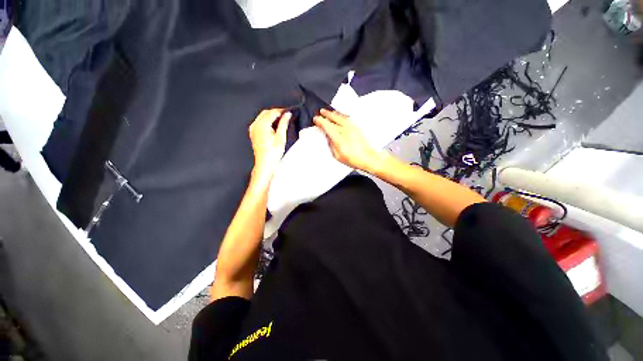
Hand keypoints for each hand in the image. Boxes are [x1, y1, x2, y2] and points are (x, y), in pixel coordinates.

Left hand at [249, 109, 290, 183]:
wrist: (265, 163)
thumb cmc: (273, 153)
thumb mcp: (281, 137)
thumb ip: (284, 123)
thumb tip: (287, 114)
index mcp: (262, 125)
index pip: (272, 112)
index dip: (281, 111)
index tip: (288, 112)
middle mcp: (255, 125)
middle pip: (266, 113)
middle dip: (275, 113)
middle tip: (285, 116)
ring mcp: (253, 129)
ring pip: (262, 117)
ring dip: (271, 117)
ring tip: (281, 121)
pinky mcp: (253, 133)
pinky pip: (259, 122)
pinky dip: (266, 121)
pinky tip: (273, 126)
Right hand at [313, 109, 382, 171]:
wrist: (368, 158)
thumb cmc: (354, 159)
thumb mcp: (337, 155)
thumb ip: (331, 145)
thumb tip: (328, 136)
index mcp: (339, 139)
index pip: (327, 126)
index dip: (320, 121)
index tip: (316, 120)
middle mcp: (346, 131)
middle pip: (334, 118)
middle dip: (326, 114)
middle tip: (321, 111)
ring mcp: (352, 128)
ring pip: (341, 116)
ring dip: (334, 113)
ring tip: (329, 112)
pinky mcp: (357, 128)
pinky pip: (347, 118)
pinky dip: (342, 115)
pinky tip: (340, 116)